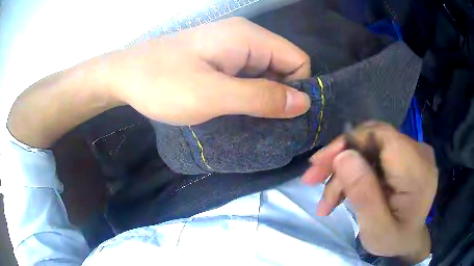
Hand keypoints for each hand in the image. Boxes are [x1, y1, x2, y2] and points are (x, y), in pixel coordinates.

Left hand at [107, 17, 310, 124]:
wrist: (125, 76)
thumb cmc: (162, 83)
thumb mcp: (212, 95)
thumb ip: (260, 97)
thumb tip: (304, 103)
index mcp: (248, 38)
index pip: (298, 60)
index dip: (297, 88)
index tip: (281, 115)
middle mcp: (245, 37)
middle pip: (284, 66)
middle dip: (279, 95)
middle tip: (262, 123)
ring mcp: (231, 47)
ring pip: (266, 73)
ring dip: (262, 97)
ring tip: (246, 120)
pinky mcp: (219, 58)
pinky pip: (247, 76)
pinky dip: (247, 94)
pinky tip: (234, 109)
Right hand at [301, 122, 436, 263]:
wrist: (408, 240)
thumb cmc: (394, 240)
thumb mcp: (376, 229)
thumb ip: (364, 195)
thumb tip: (343, 156)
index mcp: (418, 170)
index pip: (382, 136)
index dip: (349, 142)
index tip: (319, 164)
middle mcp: (418, 152)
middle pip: (372, 139)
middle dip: (340, 158)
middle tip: (313, 178)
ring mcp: (412, 151)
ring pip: (369, 147)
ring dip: (344, 169)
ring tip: (327, 198)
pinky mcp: (403, 155)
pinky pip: (374, 153)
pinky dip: (354, 171)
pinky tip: (342, 190)